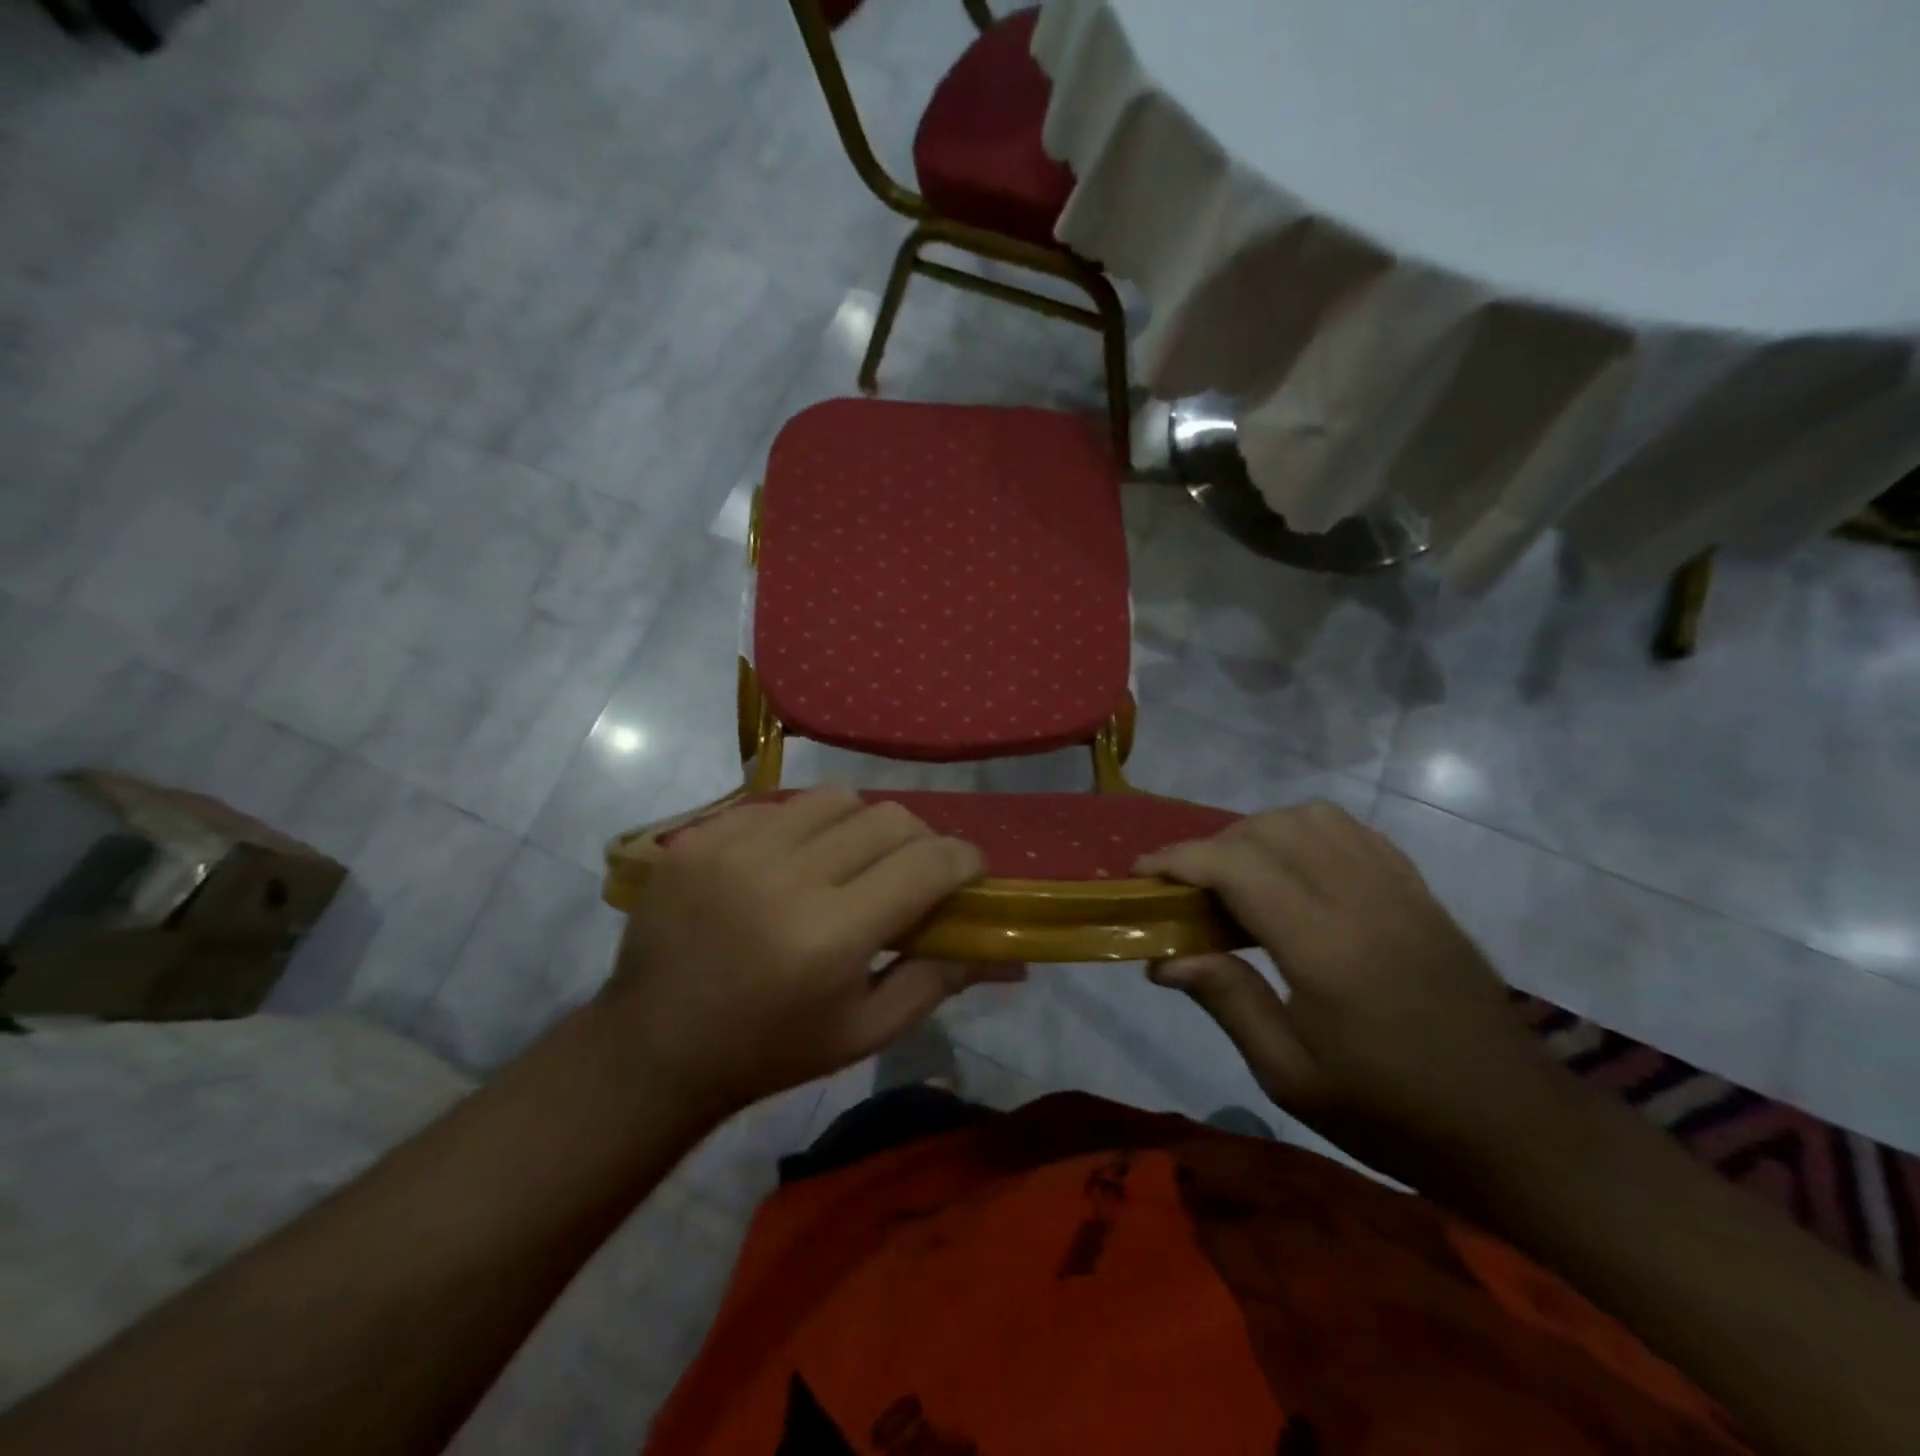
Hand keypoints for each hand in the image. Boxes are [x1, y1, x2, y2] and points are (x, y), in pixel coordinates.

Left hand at [602, 788, 1017, 1118]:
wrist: (655, 1044)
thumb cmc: (771, 1050)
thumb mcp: (864, 1033)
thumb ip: (936, 980)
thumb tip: (1000, 946)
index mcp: (831, 935)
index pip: (927, 863)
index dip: (964, 861)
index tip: (969, 872)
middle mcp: (786, 876)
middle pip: (890, 818)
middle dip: (919, 841)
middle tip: (911, 872)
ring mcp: (737, 847)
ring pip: (837, 797)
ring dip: (861, 825)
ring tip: (849, 861)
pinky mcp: (701, 835)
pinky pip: (780, 804)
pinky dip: (803, 827)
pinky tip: (789, 864)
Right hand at [1138, 802, 1567, 1185]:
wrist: (1515, 1128)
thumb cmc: (1391, 1114)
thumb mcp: (1291, 1076)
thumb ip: (1227, 1001)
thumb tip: (1164, 958)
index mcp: (1324, 947)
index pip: (1236, 865)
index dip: (1179, 859)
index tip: (1142, 874)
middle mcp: (1361, 899)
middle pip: (1267, 831)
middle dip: (1211, 847)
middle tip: (1186, 890)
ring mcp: (1398, 889)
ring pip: (1311, 818)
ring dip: (1258, 833)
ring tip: (1238, 877)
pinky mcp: (1420, 891)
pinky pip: (1352, 832)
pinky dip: (1306, 833)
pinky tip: (1294, 871)